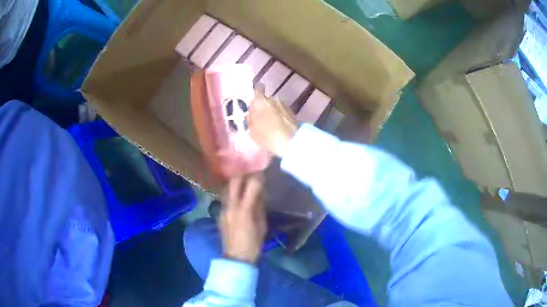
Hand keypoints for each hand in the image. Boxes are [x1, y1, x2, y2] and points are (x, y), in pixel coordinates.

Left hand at [220, 174, 266, 263]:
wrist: (236, 257)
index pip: (251, 185)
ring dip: (236, 182)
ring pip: (227, 188)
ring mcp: (223, 209)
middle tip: (252, 175)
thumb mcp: (262, 225)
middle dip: (244, 174)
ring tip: (244, 183)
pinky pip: (225, 198)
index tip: (263, 173)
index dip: (258, 176)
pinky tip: (238, 196)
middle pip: (234, 181)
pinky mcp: (220, 213)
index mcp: (244, 210)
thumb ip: (260, 207)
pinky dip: (232, 193)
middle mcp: (231, 206)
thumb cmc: (254, 243)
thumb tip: (260, 194)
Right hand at [248, 85, 297, 157]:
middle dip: (264, 106)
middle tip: (261, 118)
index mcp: (260, 101)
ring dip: (273, 112)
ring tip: (272, 124)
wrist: (291, 141)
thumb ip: (250, 119)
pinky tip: (280, 127)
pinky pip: (283, 112)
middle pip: (266, 99)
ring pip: (275, 106)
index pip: (258, 88)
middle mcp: (273, 99)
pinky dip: (281, 117)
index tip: (254, 102)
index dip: (256, 93)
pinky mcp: (293, 112)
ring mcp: (284, 105)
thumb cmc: (267, 136)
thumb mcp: (251, 130)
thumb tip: (251, 113)